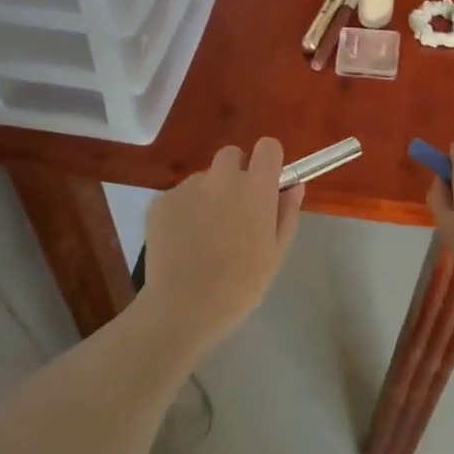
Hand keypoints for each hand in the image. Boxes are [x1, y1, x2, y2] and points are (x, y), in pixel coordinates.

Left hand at [143, 138, 303, 345]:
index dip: (269, 161)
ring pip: (203, 179)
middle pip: (232, 156)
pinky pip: (179, 196)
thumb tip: (294, 185)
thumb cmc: (240, 284)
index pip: (268, 146)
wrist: (183, 307)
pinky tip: (182, 242)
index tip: (267, 182)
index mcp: (255, 188)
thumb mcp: (276, 252)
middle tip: (235, 211)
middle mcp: (221, 178)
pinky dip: (183, 211)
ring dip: (208, 195)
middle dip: (236, 174)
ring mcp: (187, 187)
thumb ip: (287, 212)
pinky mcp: (160, 201)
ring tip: (204, 235)